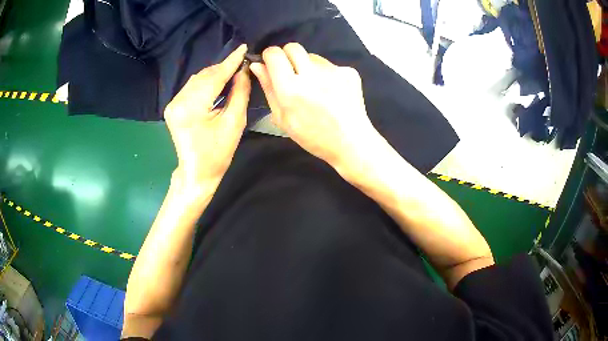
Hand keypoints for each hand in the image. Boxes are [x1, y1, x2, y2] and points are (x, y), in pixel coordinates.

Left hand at [164, 44, 250, 189]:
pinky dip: (205, 83)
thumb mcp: (234, 123)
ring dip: (214, 75)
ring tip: (232, 72)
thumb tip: (243, 71)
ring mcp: (173, 104)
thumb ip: (239, 93)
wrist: (196, 172)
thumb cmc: (218, 153)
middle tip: (241, 63)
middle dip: (223, 68)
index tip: (243, 49)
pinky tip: (217, 84)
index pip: (214, 77)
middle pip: (204, 76)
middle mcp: (178, 102)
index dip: (230, 62)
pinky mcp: (173, 107)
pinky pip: (192, 88)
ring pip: (197, 80)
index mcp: (192, 107)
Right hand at [249, 43, 379, 170]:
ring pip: (312, 56)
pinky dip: (326, 74)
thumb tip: (257, 65)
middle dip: (287, 56)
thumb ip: (268, 88)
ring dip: (308, 66)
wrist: (351, 142)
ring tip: (315, 87)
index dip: (270, 56)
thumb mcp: (283, 118)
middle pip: (293, 47)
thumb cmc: (313, 136)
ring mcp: (333, 71)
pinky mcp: (349, 71)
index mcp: (291, 89)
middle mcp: (312, 74)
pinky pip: (329, 65)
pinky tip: (331, 91)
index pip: (274, 54)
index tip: (271, 64)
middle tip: (292, 73)